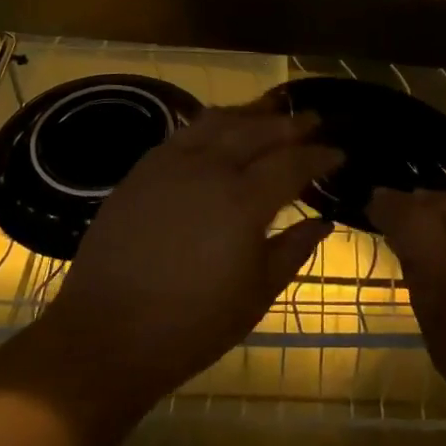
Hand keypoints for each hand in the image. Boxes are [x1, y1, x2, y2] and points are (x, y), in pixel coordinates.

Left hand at [35, 104, 338, 405]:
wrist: (107, 335)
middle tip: (314, 119)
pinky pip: (184, 133)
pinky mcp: (142, 170)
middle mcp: (209, 169)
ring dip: (251, 113)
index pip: (292, 163)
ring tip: (272, 110)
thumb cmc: (192, 326)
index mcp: (243, 201)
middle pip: (258, 130)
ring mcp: (171, 164)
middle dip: (291, 123)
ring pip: (219, 121)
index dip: (319, 155)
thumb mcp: (256, 295)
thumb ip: (293, 250)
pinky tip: (219, 128)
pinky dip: (211, 123)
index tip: (339, 152)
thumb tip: (322, 221)